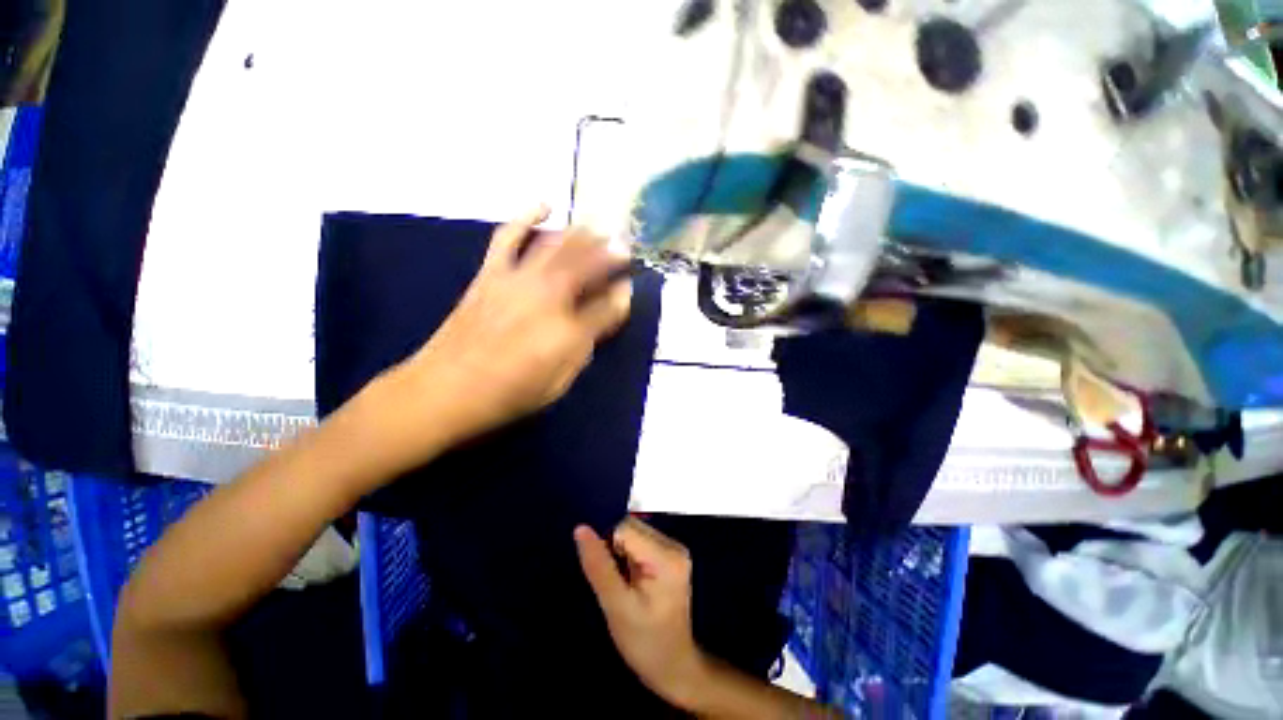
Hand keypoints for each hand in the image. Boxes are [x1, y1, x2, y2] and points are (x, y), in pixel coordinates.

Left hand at [398, 205, 631, 443]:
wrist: (444, 389)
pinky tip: (543, 206)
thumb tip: (603, 320)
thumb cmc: (508, 394)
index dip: (621, 296)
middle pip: (586, 265)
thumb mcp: (558, 383)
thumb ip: (584, 348)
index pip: (607, 307)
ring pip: (556, 246)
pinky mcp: (491, 273)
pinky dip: (526, 217)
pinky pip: (509, 236)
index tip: (628, 287)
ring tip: (597, 227)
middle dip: (609, 253)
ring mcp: (518, 280)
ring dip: (581, 234)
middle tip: (624, 246)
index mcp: (567, 331)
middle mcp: (547, 297)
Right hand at [575, 518, 707, 706]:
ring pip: (633, 533)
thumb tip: (581, 529)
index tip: (599, 567)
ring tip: (621, 581)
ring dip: (619, 552)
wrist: (673, 667)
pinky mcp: (669, 556)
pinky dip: (627, 556)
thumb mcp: (616, 607)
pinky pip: (639, 542)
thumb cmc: (645, 642)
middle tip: (612, 580)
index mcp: (666, 556)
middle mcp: (673, 545)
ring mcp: (673, 549)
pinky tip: (628, 578)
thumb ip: (598, 566)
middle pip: (631, 527)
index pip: (625, 528)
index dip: (606, 542)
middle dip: (614, 547)